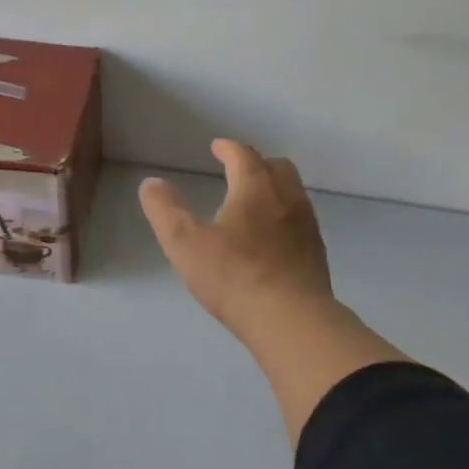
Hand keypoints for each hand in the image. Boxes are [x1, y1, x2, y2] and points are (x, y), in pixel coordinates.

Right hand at [139, 139, 334, 338]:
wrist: (291, 320)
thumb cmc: (234, 277)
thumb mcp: (185, 244)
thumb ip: (166, 210)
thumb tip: (151, 183)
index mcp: (256, 189)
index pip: (244, 155)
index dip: (228, 149)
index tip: (217, 148)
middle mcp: (287, 198)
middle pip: (277, 167)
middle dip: (256, 163)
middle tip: (238, 171)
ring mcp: (307, 226)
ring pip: (293, 193)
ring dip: (274, 188)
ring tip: (254, 203)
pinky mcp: (316, 253)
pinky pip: (300, 220)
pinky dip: (284, 215)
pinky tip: (272, 238)